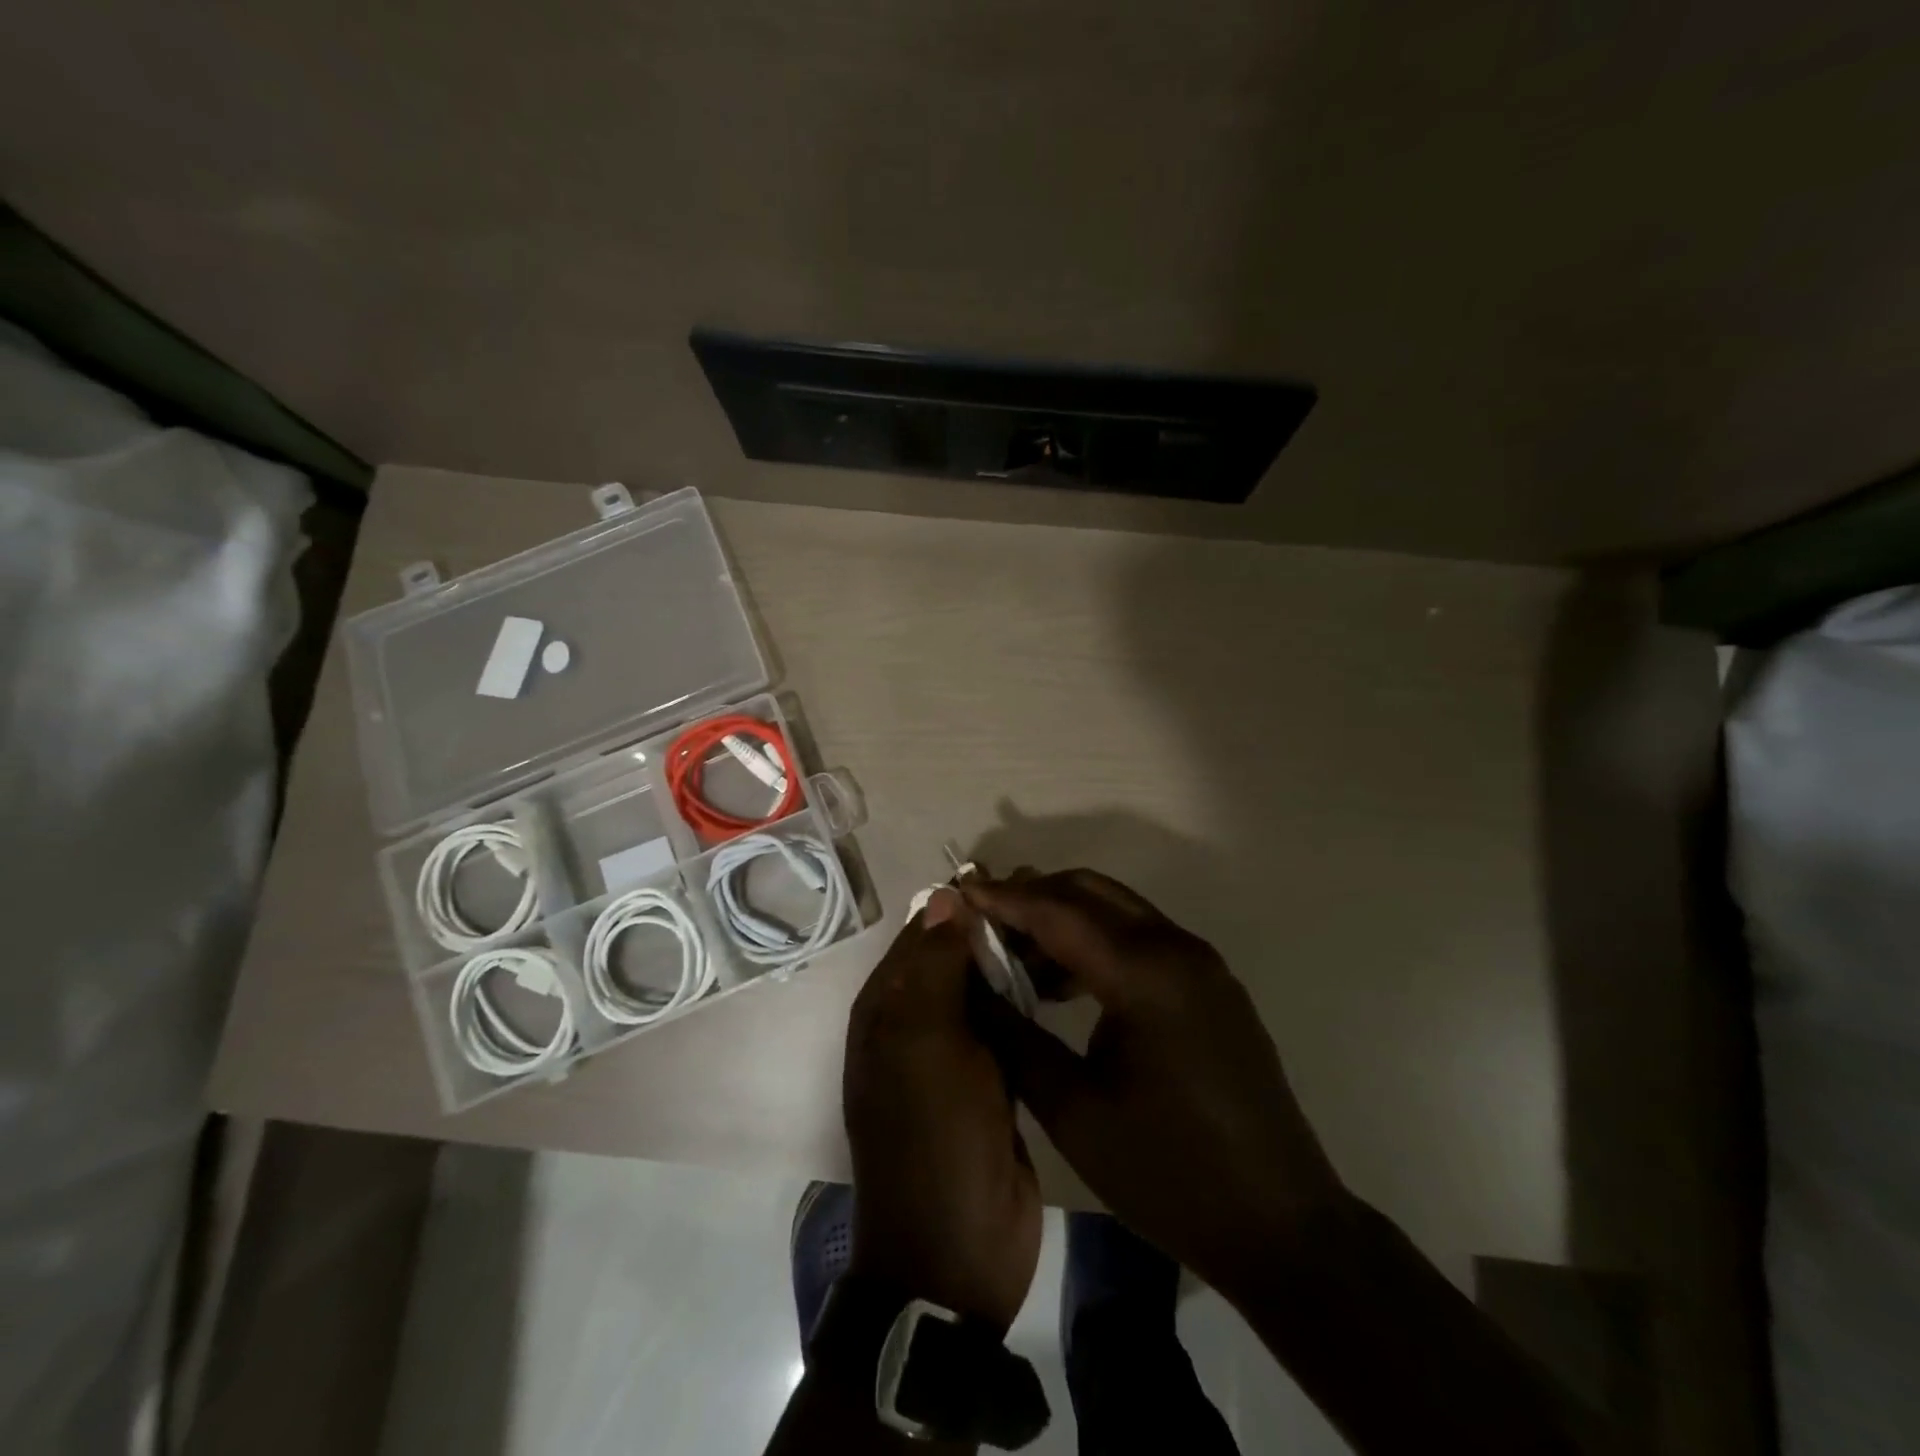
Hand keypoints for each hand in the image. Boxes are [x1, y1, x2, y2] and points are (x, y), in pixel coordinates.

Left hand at [842, 889, 1041, 1331]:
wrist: (956, 1253)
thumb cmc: (933, 1139)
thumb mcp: (926, 1046)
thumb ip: (935, 968)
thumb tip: (945, 896)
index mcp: (889, 1009)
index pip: (925, 933)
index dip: (966, 903)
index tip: (1018, 878)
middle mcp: (916, 1023)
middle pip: (958, 957)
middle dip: (999, 928)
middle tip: (1055, 898)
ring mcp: (956, 1054)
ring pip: (986, 988)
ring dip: (1017, 960)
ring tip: (1068, 929)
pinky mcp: (992, 1081)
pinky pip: (1008, 1025)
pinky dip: (1030, 999)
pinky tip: (1067, 980)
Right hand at [963, 869, 1344, 1295]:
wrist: (1280, 1226)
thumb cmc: (1168, 1174)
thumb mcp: (1073, 1111)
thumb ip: (1014, 1038)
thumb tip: (968, 987)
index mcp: (1145, 975)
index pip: (1059, 911)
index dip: (1004, 899)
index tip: (957, 893)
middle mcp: (1177, 950)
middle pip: (1091, 892)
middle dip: (1033, 895)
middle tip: (983, 918)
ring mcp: (1201, 964)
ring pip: (1118, 911)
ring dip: (1065, 918)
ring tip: (1015, 956)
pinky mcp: (1211, 985)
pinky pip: (1142, 938)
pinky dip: (1097, 941)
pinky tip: (1066, 983)